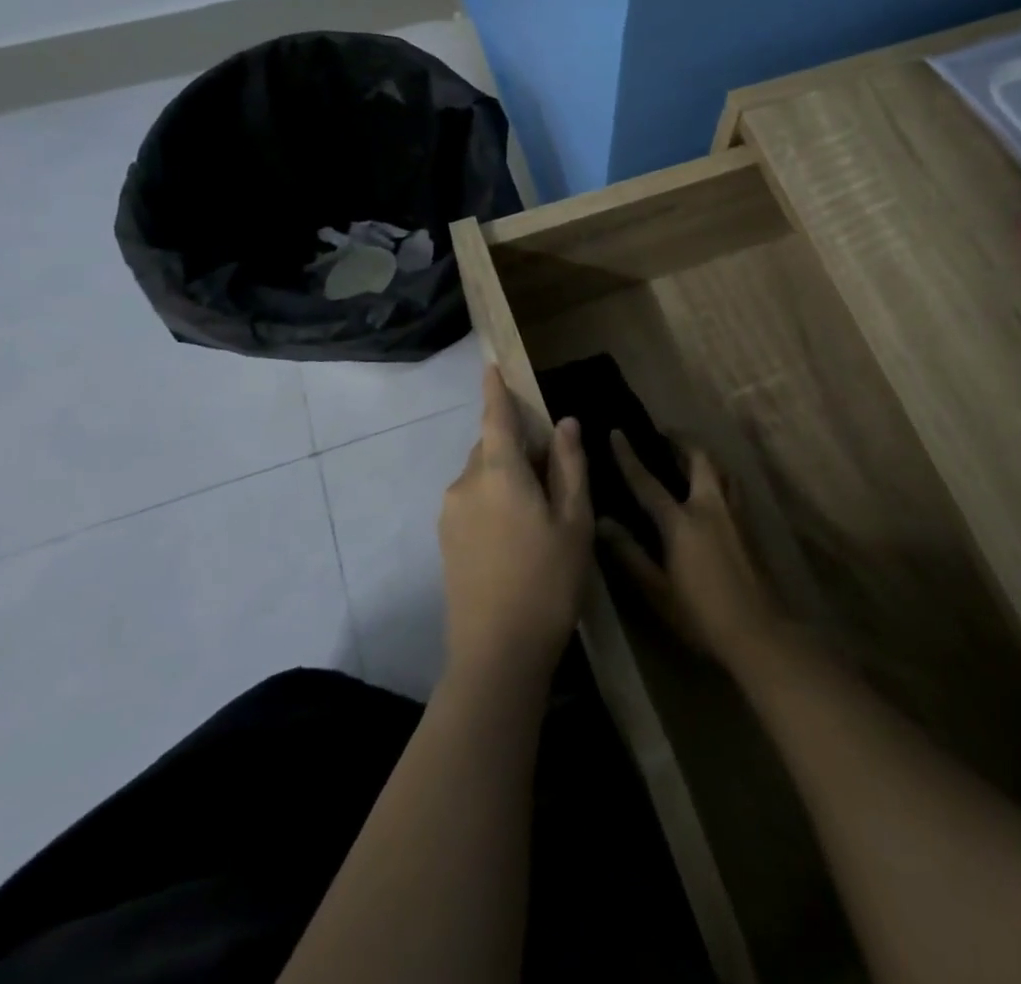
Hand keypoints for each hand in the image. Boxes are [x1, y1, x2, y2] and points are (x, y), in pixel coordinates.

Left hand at [439, 367, 592, 687]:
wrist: (496, 654)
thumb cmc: (548, 580)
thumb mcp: (574, 521)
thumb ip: (569, 466)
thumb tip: (565, 423)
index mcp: (498, 472)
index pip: (495, 416)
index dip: (495, 389)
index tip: (491, 365)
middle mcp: (465, 483)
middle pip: (491, 447)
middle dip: (516, 445)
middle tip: (552, 470)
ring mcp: (450, 514)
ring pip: (482, 475)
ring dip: (506, 475)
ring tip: (540, 512)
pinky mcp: (446, 541)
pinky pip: (472, 500)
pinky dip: (494, 498)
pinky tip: (517, 535)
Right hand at [600, 433, 785, 670]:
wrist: (760, 632)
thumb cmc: (701, 615)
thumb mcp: (657, 591)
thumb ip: (630, 554)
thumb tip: (601, 522)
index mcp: (682, 522)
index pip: (648, 482)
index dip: (629, 457)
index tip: (617, 432)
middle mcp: (711, 507)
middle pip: (698, 458)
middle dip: (680, 441)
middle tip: (664, 436)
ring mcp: (735, 514)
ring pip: (721, 469)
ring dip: (703, 456)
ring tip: (688, 457)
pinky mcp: (750, 525)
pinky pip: (732, 486)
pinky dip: (718, 476)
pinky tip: (712, 490)